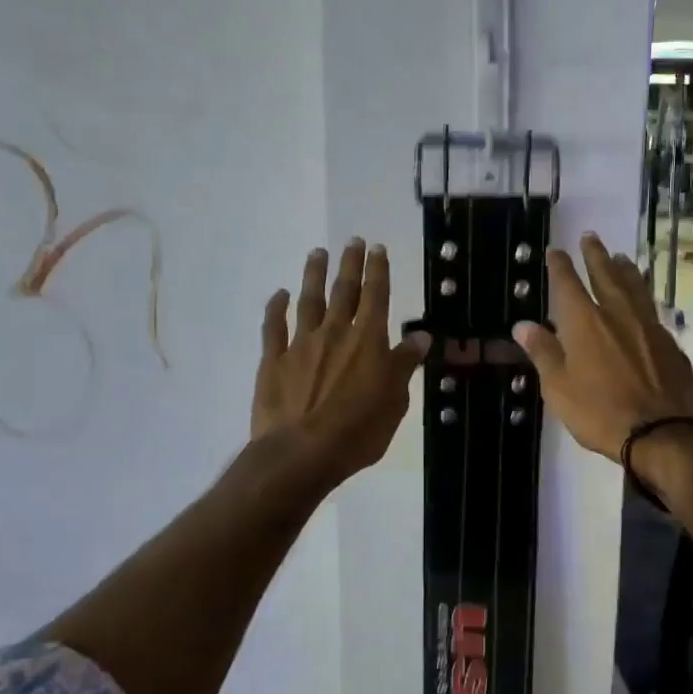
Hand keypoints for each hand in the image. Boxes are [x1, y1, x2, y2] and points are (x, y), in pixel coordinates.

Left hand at [253, 241, 428, 484]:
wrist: (302, 453)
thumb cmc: (358, 431)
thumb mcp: (395, 401)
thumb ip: (404, 365)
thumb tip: (419, 336)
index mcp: (368, 341)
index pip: (376, 296)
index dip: (378, 270)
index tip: (377, 248)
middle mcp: (335, 333)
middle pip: (344, 290)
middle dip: (350, 264)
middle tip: (352, 241)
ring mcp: (300, 344)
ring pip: (309, 300)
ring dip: (314, 275)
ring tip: (317, 253)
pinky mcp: (273, 361)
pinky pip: (273, 327)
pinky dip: (276, 308)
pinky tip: (280, 295)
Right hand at [513, 233, 692, 462]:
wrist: (661, 432)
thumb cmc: (599, 412)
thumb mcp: (559, 387)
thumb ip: (543, 353)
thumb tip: (522, 325)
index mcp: (584, 323)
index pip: (568, 284)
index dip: (560, 266)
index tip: (556, 251)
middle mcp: (616, 314)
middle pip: (605, 275)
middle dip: (595, 255)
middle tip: (590, 237)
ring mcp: (646, 325)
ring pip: (634, 286)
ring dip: (624, 269)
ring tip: (619, 257)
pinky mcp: (668, 341)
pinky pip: (651, 307)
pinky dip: (643, 294)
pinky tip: (643, 298)